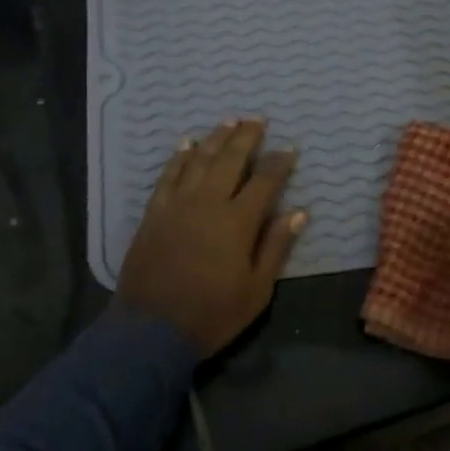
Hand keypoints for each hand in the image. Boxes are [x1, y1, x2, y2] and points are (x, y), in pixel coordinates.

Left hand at [119, 119, 307, 355]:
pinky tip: (186, 143)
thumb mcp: (256, 290)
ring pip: (199, 160)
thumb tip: (299, 212)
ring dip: (216, 138)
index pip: (265, 181)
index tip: (290, 148)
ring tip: (229, 120)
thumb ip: (276, 246)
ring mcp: (177, 205)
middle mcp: (208, 203)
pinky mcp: (154, 213)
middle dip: (247, 137)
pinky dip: (179, 157)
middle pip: (230, 160)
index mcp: (238, 222)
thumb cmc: (212, 314)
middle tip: (258, 119)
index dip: (279, 162)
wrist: (150, 331)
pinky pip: (168, 176)